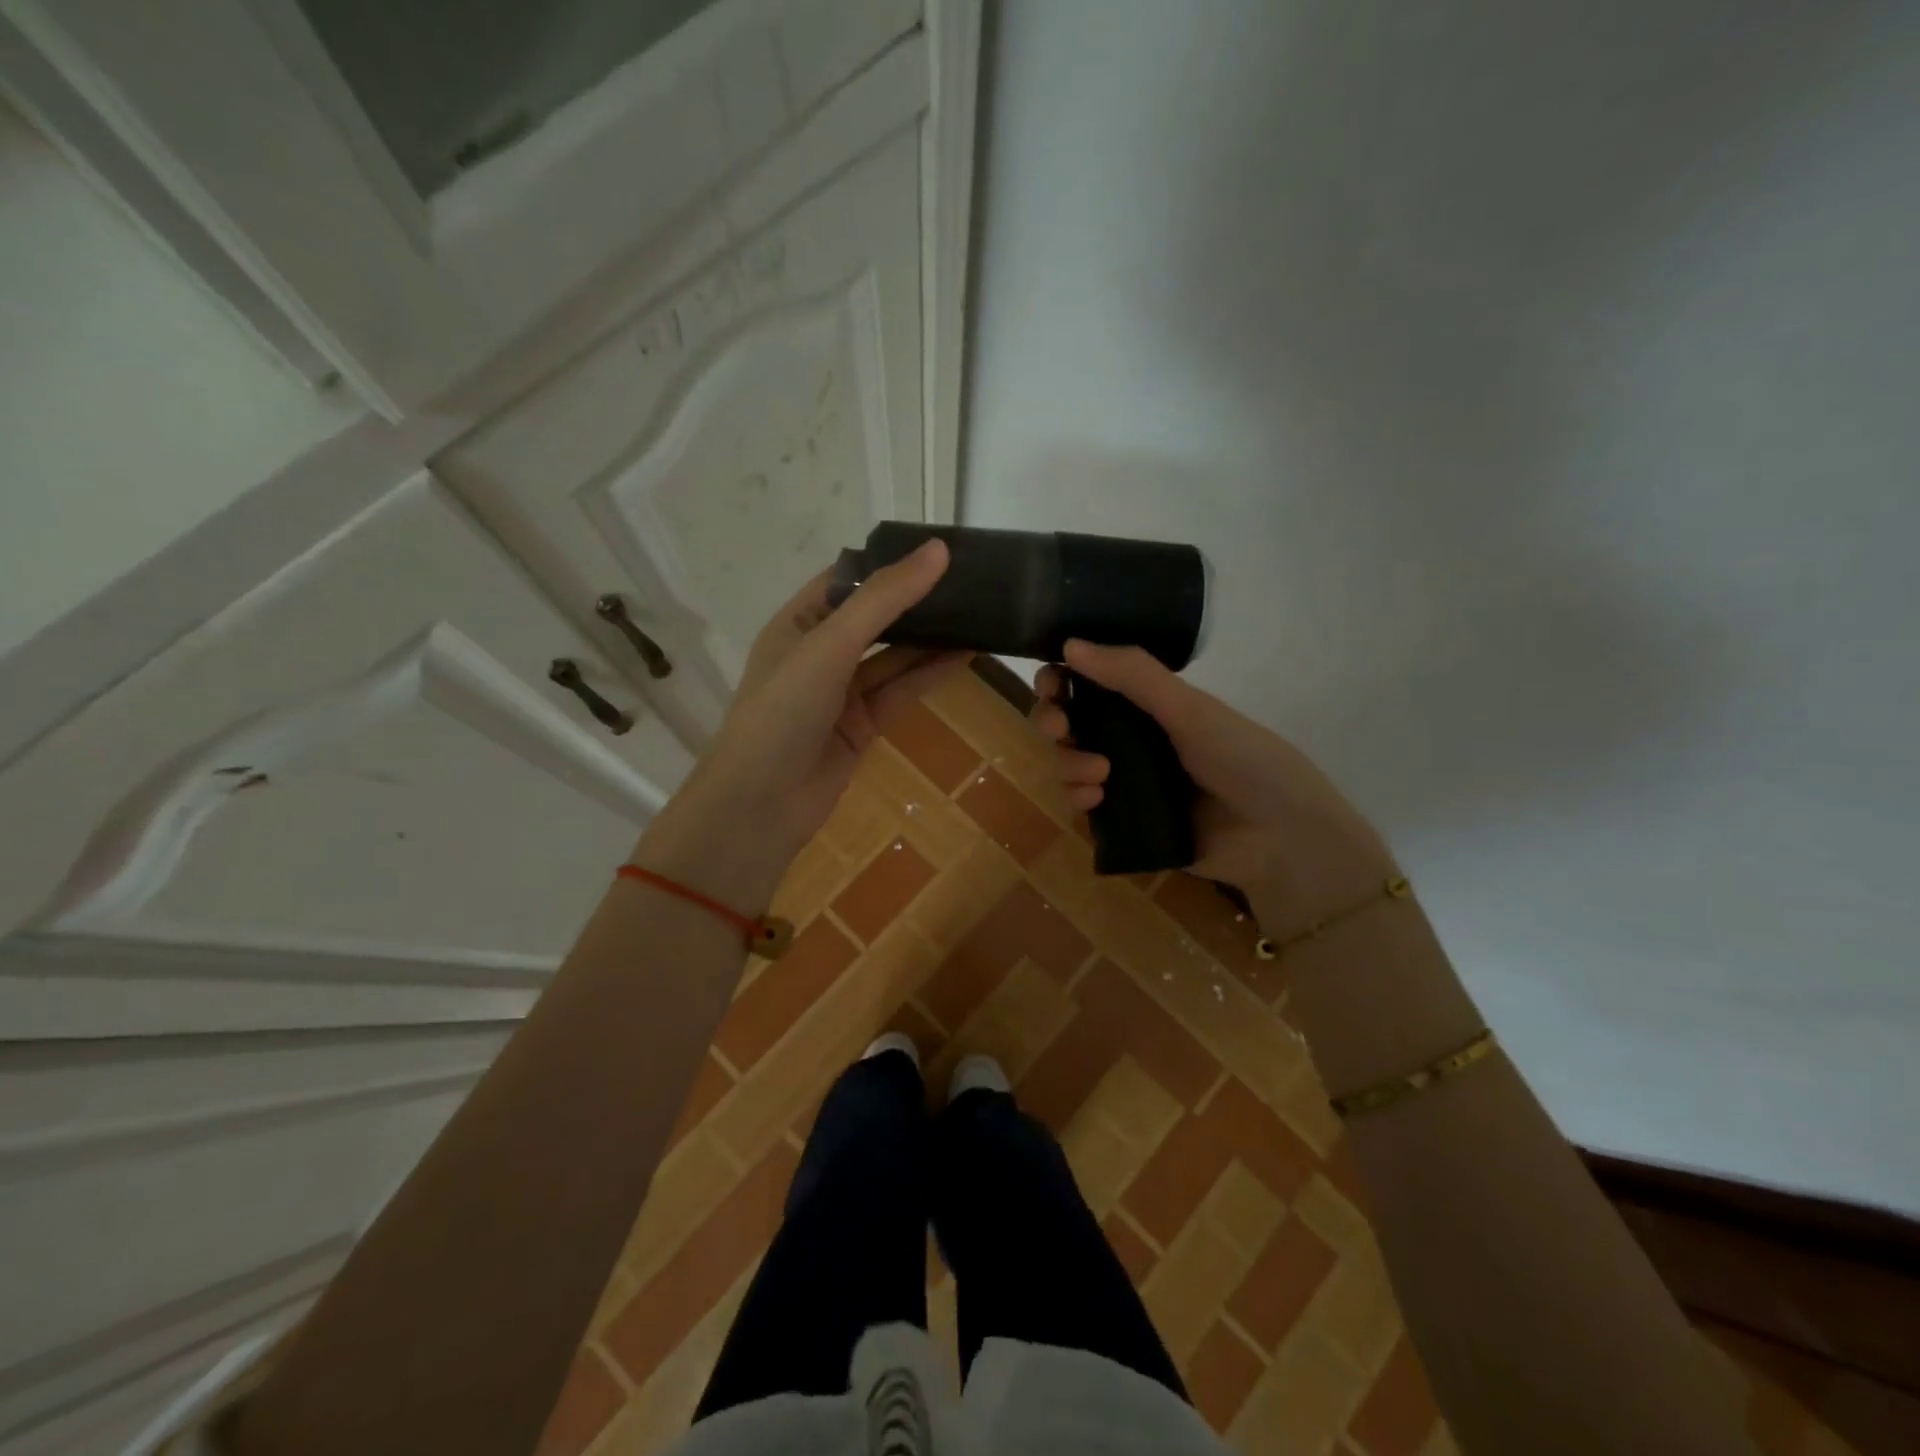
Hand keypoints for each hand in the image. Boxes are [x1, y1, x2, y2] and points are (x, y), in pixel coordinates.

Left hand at [635, 540, 969, 893]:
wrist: (762, 805)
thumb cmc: (783, 711)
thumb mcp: (830, 645)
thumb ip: (883, 600)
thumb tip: (937, 550)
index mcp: (797, 623)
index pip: (847, 580)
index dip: (889, 563)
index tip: (938, 549)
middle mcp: (819, 652)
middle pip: (876, 618)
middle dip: (917, 601)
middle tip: (971, 580)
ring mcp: (841, 691)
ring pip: (894, 656)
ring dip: (932, 638)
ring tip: (980, 613)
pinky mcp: (862, 724)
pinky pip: (900, 690)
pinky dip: (930, 674)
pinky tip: (966, 654)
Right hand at [1033, 641, 1394, 913]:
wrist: (1281, 840)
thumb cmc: (1244, 761)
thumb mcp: (1191, 711)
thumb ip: (1133, 676)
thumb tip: (1070, 643)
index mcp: (1151, 705)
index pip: (1091, 683)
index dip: (1062, 679)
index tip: (1051, 684)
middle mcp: (1134, 739)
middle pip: (1070, 722)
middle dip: (1054, 721)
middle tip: (1060, 729)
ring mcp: (1128, 781)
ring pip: (1070, 763)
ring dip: (1069, 764)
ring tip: (1099, 776)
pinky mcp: (1125, 822)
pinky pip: (1083, 805)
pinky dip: (1078, 799)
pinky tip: (1096, 801)